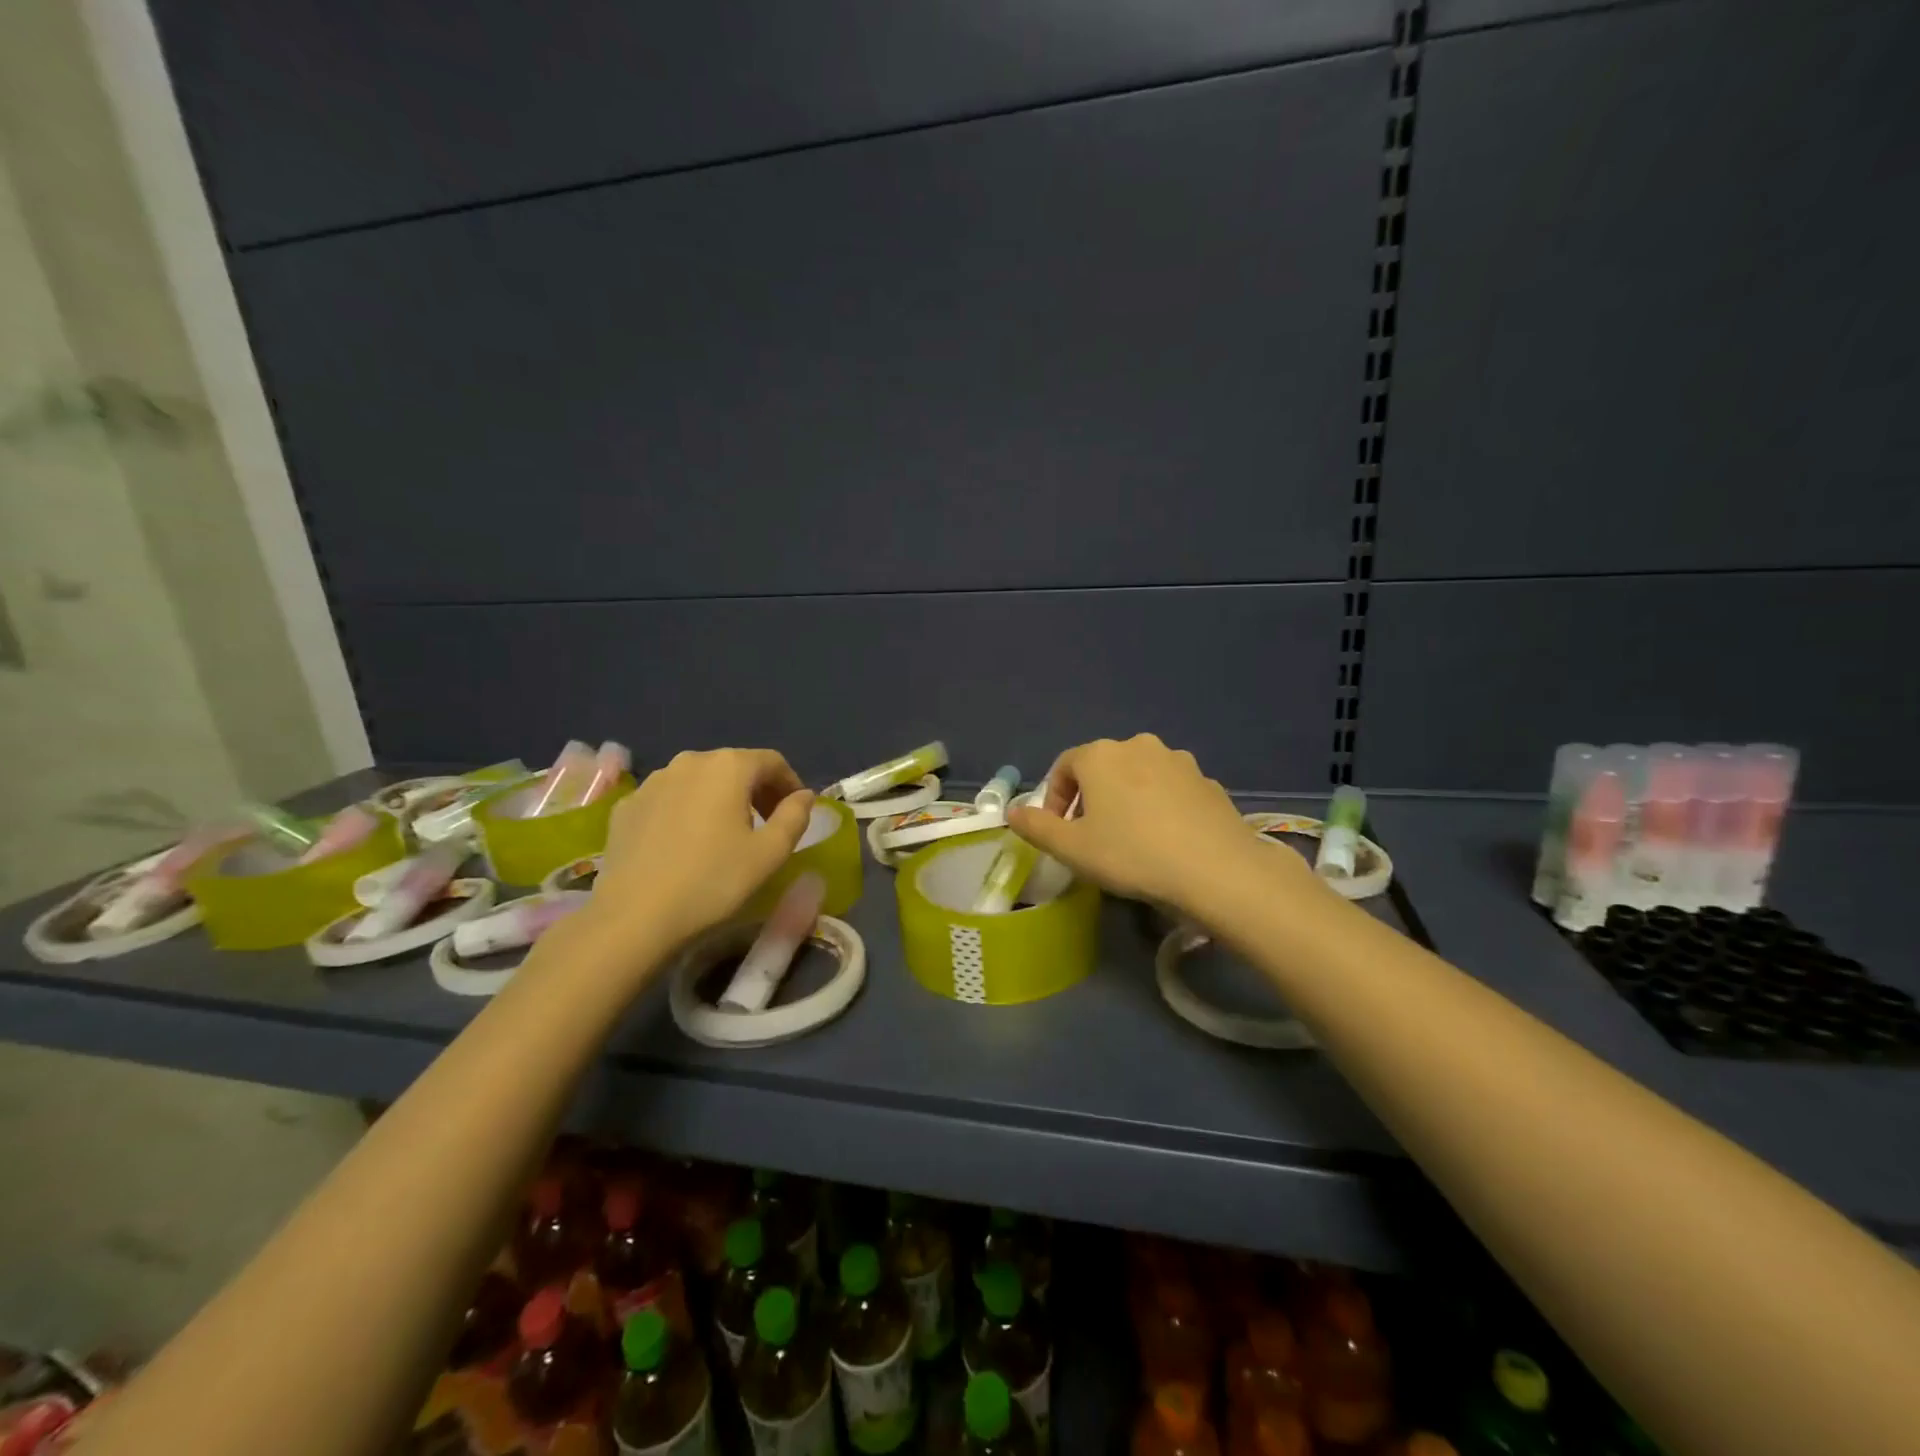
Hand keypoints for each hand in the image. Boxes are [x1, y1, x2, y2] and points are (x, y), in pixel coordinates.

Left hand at [585, 749, 813, 953]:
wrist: (634, 916)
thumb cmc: (713, 881)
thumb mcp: (770, 853)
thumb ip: (795, 817)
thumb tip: (803, 796)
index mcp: (728, 767)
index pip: (772, 762)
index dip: (790, 784)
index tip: (796, 812)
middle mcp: (689, 761)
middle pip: (734, 767)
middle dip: (756, 791)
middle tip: (767, 825)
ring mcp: (653, 781)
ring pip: (700, 781)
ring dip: (721, 799)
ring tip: (726, 835)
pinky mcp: (627, 805)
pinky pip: (669, 799)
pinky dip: (687, 811)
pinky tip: (686, 844)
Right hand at [1006, 734, 1313, 915]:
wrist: (1216, 869)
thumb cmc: (1131, 854)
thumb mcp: (1072, 849)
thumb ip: (1036, 827)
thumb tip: (1012, 811)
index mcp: (1100, 755)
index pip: (1064, 766)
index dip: (1054, 798)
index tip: (1058, 831)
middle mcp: (1138, 745)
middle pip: (1101, 767)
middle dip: (1090, 798)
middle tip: (1090, 836)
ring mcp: (1178, 761)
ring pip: (1138, 776)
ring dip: (1126, 799)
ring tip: (1129, 838)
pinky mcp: (1207, 781)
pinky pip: (1170, 789)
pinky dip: (1159, 806)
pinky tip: (1165, 839)